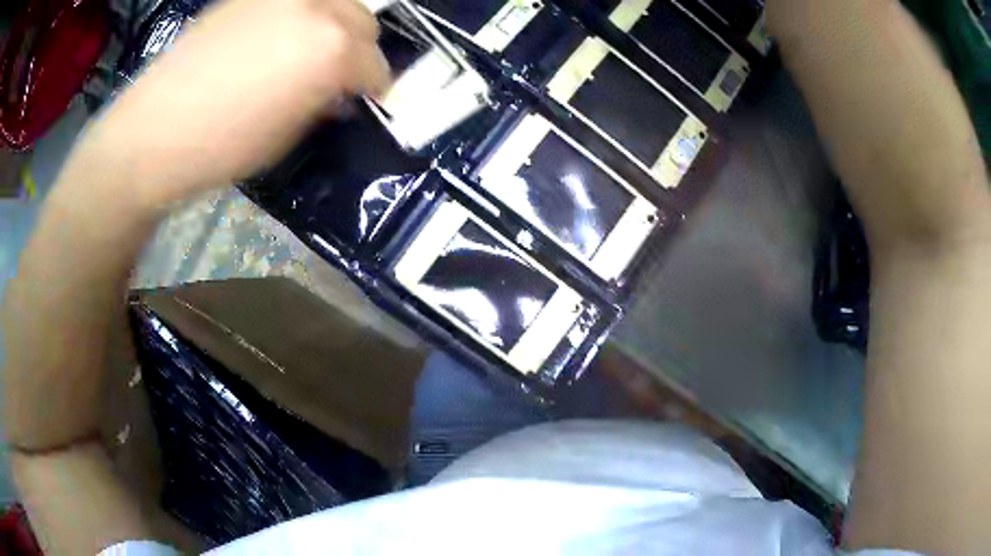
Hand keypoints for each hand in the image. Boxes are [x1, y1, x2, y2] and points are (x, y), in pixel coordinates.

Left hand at [83, 0, 389, 206]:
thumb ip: (322, 102)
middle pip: (364, 21)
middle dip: (357, 50)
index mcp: (332, 49)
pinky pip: (293, 1)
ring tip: (305, 51)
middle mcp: (318, 7)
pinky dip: (297, 17)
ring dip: (332, 26)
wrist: (153, 131)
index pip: (376, 65)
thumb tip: (335, 90)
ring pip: (333, 1)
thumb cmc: (221, 146)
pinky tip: (273, 39)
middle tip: (334, 75)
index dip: (372, 89)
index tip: (361, 101)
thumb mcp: (287, 134)